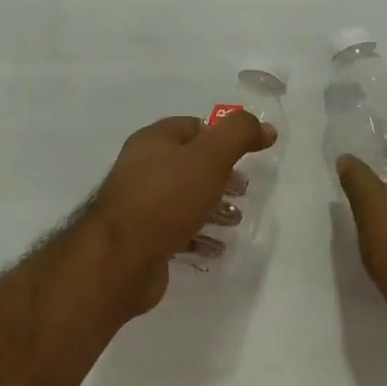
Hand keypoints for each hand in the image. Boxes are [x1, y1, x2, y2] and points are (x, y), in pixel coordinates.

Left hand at [86, 110, 273, 315]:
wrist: (122, 257)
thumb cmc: (166, 199)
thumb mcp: (209, 158)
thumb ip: (239, 136)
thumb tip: (265, 128)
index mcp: (153, 142)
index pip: (192, 127)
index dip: (222, 137)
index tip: (248, 155)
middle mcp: (143, 169)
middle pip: (189, 166)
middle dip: (221, 177)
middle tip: (244, 191)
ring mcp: (141, 206)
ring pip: (185, 200)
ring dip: (214, 209)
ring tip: (236, 221)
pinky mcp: (144, 239)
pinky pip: (178, 233)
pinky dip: (200, 237)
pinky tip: (217, 249)